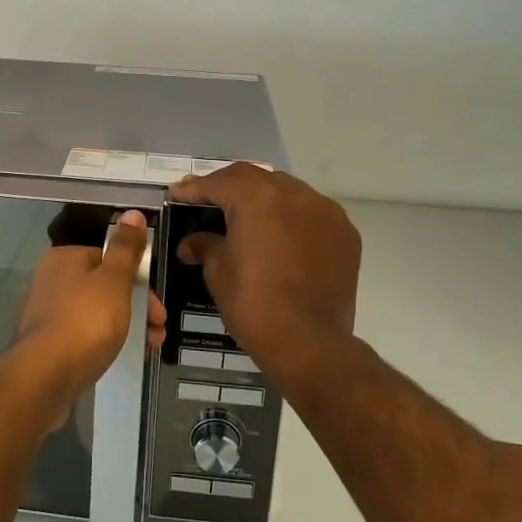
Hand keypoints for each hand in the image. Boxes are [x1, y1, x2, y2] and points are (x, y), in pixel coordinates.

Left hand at [12, 211, 164, 423]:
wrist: (43, 378)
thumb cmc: (84, 322)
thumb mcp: (114, 281)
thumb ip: (126, 248)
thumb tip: (133, 213)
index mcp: (64, 259)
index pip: (108, 258)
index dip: (138, 280)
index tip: (157, 306)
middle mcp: (50, 280)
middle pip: (103, 286)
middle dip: (136, 307)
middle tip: (158, 331)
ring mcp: (44, 314)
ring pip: (94, 313)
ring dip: (125, 326)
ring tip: (148, 347)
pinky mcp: (44, 344)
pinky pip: (81, 336)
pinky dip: (103, 342)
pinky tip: (118, 356)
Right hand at [169, 166, 360, 374]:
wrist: (310, 343)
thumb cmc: (254, 305)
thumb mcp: (218, 273)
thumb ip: (205, 246)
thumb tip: (191, 243)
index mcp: (256, 199)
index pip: (218, 183)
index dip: (194, 188)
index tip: (178, 193)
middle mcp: (293, 193)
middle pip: (253, 177)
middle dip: (227, 185)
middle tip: (207, 197)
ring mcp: (323, 210)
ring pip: (286, 189)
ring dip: (263, 196)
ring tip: (246, 212)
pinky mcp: (344, 232)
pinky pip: (312, 211)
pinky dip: (292, 215)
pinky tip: (281, 232)